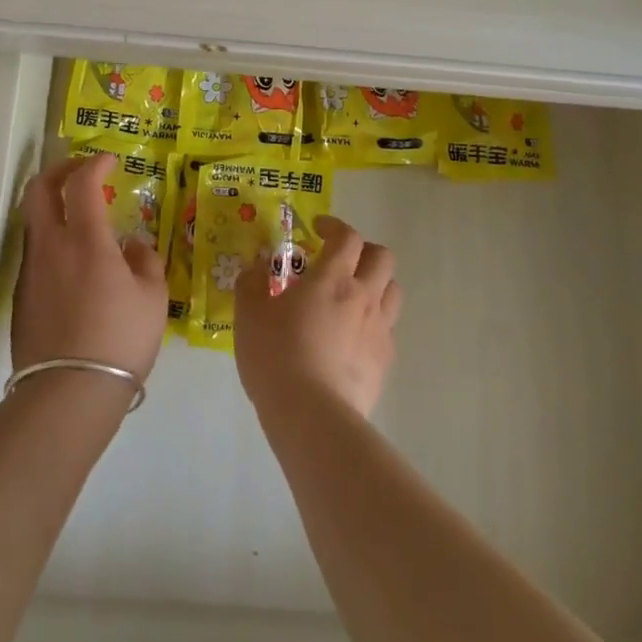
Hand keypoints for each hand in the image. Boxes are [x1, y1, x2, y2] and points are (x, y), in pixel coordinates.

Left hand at [13, 153, 168, 382]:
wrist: (68, 393)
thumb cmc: (120, 339)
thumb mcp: (153, 298)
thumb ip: (146, 261)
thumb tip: (132, 245)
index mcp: (85, 239)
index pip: (81, 183)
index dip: (95, 164)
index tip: (109, 160)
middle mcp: (50, 246)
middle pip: (38, 189)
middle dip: (59, 171)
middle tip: (81, 173)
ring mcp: (30, 271)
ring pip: (33, 221)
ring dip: (53, 207)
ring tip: (80, 220)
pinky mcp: (21, 297)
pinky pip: (35, 254)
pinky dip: (51, 241)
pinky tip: (73, 264)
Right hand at [235, 214, 399, 419]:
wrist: (312, 415)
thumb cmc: (276, 355)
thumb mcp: (248, 314)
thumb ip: (251, 283)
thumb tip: (256, 269)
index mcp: (332, 278)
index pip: (348, 236)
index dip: (335, 226)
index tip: (318, 229)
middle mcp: (363, 296)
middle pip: (382, 257)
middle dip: (362, 251)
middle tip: (339, 260)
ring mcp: (379, 330)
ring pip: (393, 290)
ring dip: (375, 283)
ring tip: (351, 296)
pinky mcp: (385, 361)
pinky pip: (387, 328)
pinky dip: (373, 322)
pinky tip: (351, 337)